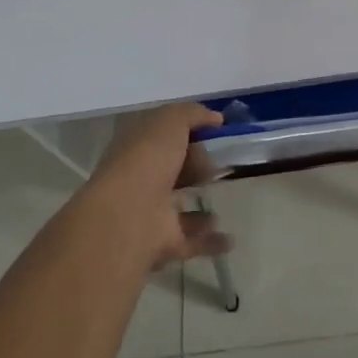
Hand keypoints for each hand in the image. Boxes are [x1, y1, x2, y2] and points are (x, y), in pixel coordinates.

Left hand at [89, 103, 233, 269]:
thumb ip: (193, 114)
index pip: (162, 135)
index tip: (216, 131)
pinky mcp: (162, 243)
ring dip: (199, 206)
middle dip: (195, 166)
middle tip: (219, 163)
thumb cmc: (147, 159)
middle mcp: (140, 179)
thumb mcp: (170, 120)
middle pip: (172, 170)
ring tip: (223, 195)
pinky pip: (191, 241)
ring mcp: (149, 213)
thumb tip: (216, 118)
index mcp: (136, 147)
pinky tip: (230, 239)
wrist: (127, 217)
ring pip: (177, 206)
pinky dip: (210, 241)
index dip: (188, 130)